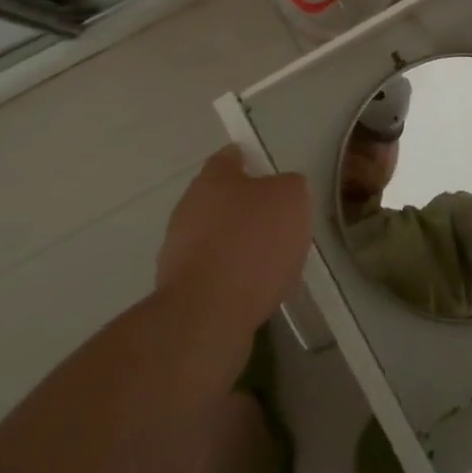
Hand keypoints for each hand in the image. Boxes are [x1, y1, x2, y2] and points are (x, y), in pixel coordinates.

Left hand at [157, 147, 311, 335]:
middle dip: (248, 210)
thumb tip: (283, 191)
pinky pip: (215, 272)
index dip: (252, 163)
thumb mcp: (292, 199)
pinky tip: (256, 292)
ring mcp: (179, 249)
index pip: (230, 157)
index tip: (272, 177)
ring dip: (240, 246)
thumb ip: (290, 186)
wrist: (208, 315)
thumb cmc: (252, 244)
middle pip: (223, 199)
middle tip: (280, 225)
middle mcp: (189, 206)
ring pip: (218, 237)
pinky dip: (233, 278)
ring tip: (273, 265)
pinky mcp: (181, 288)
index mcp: (213, 178)